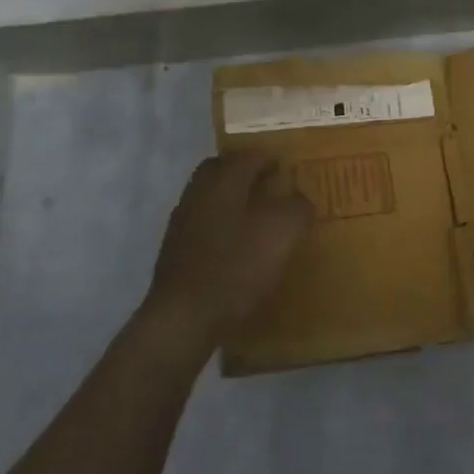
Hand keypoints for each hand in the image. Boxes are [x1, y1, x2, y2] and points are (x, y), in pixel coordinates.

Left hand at [142, 153, 313, 346]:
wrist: (184, 318)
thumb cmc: (237, 266)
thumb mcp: (283, 232)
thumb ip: (297, 208)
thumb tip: (300, 199)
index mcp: (224, 180)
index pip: (250, 155)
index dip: (271, 158)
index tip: (287, 168)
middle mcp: (199, 192)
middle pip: (220, 170)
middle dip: (243, 173)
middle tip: (268, 186)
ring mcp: (181, 222)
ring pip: (209, 197)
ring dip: (230, 200)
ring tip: (254, 219)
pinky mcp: (174, 252)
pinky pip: (201, 225)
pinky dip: (219, 227)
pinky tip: (234, 248)